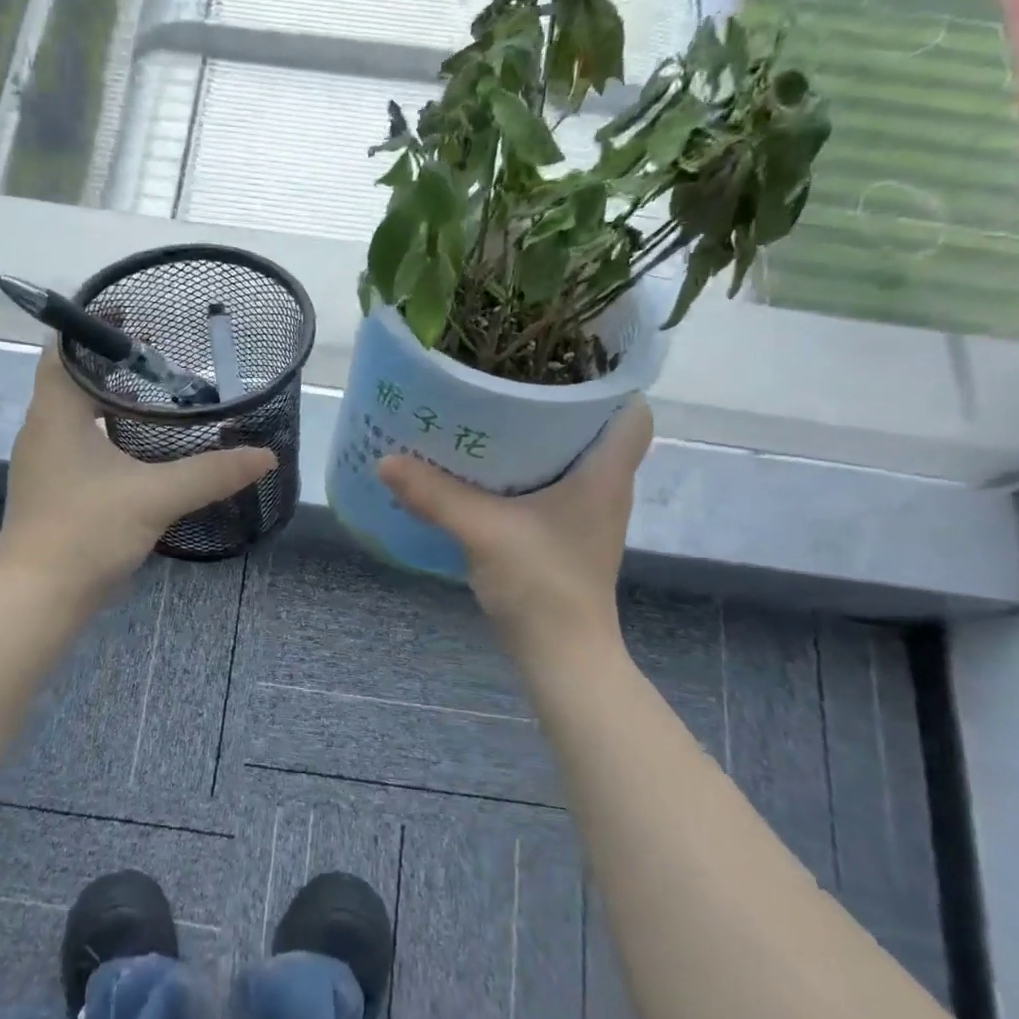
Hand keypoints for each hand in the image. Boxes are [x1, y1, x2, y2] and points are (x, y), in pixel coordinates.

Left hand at [0, 347, 276, 602]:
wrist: (38, 599)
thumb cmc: (86, 533)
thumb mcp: (155, 497)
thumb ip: (211, 473)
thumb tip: (265, 455)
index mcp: (55, 415)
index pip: (63, 349)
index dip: (92, 326)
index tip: (132, 314)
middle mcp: (42, 430)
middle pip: (71, 378)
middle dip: (112, 363)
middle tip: (159, 354)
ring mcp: (44, 463)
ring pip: (75, 414)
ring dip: (110, 400)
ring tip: (156, 395)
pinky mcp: (53, 490)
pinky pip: (79, 443)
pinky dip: (107, 433)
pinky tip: (141, 449)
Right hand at [377, 399, 652, 660]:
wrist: (562, 655)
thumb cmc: (543, 585)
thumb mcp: (484, 531)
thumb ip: (435, 494)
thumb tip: (385, 459)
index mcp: (604, 473)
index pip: (632, 410)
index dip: (606, 382)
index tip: (559, 362)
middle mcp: (603, 488)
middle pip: (594, 429)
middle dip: (555, 403)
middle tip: (507, 381)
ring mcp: (585, 515)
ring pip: (569, 459)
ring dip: (535, 439)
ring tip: (488, 415)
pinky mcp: (563, 536)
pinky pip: (548, 487)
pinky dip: (522, 473)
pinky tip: (482, 471)